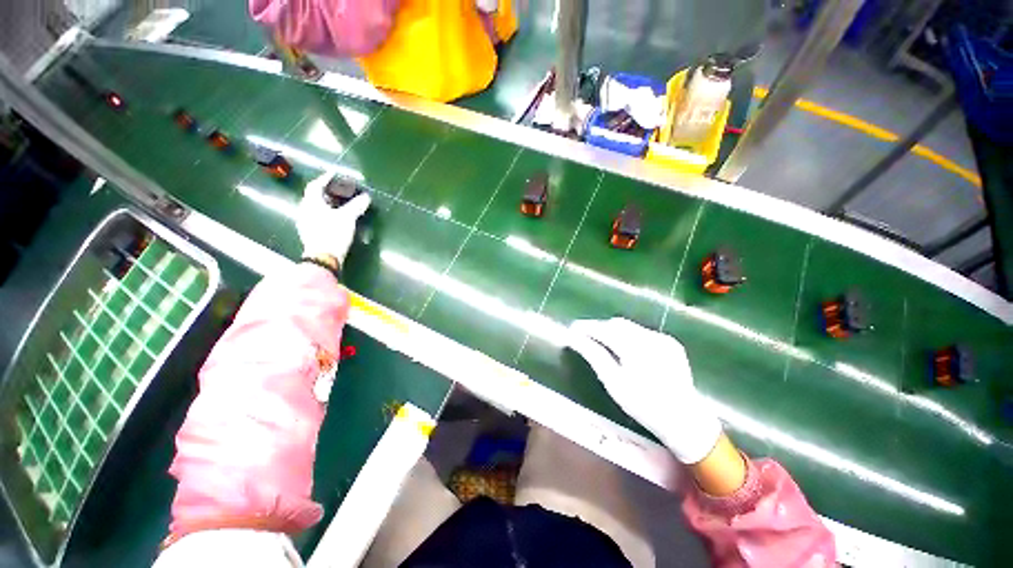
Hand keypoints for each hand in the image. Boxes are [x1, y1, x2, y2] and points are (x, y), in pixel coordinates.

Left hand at [297, 170, 371, 264]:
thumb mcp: (347, 217)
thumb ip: (356, 206)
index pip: (315, 185)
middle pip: (314, 196)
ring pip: (316, 208)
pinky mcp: (310, 233)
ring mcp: (306, 222)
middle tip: (340, 190)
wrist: (323, 257)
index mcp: (311, 203)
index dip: (325, 178)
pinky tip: (335, 218)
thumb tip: (366, 197)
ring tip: (340, 204)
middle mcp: (305, 210)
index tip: (334, 174)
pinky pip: (317, 217)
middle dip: (327, 192)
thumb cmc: (333, 233)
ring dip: (327, 203)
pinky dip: (326, 214)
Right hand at [567, 318, 721, 463]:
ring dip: (613, 331)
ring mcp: (663, 338)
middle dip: (599, 327)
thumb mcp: (613, 382)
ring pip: (630, 326)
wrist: (684, 419)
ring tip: (602, 342)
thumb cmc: (643, 405)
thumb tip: (573, 338)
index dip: (586, 327)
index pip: (604, 329)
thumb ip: (593, 355)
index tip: (572, 329)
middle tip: (585, 336)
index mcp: (635, 347)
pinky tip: (625, 349)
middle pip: (617, 324)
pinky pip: (643, 332)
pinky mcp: (671, 343)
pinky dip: (629, 336)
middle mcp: (651, 337)